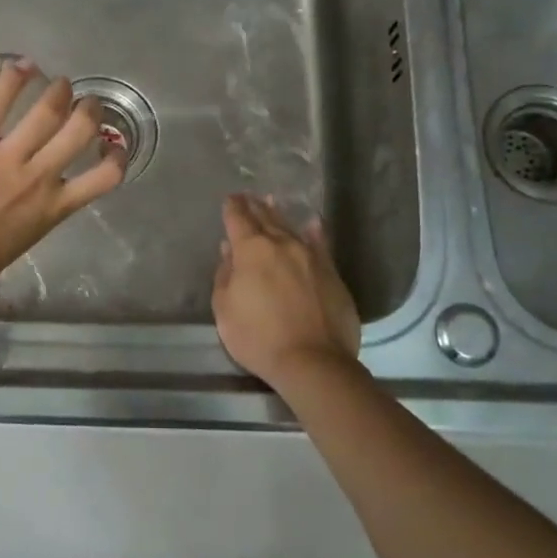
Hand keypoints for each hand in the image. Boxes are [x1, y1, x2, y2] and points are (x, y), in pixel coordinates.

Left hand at [0, 61, 124, 310]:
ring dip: (59, 91)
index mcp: (52, 209)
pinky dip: (13, 80)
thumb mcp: (20, 244)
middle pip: (79, 130)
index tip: (114, 147)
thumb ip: (34, 216)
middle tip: (88, 102)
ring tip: (62, 83)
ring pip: (46, 111)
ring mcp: (6, 157)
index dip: (117, 157)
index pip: (104, 178)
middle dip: (89, 111)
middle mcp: (39, 178)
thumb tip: (33, 203)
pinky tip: (22, 66)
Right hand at [211, 194, 360, 388]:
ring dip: (278, 214)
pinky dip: (313, 231)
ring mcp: (310, 256)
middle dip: (254, 206)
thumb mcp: (225, 310)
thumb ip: (225, 275)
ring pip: (291, 228)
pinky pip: (320, 244)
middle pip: (266, 218)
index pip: (238, 219)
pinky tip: (312, 223)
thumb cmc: (258, 337)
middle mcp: (282, 244)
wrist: (312, 360)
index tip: (230, 199)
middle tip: (248, 196)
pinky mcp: (331, 272)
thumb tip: (229, 251)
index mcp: (252, 250)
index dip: (232, 208)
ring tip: (271, 202)